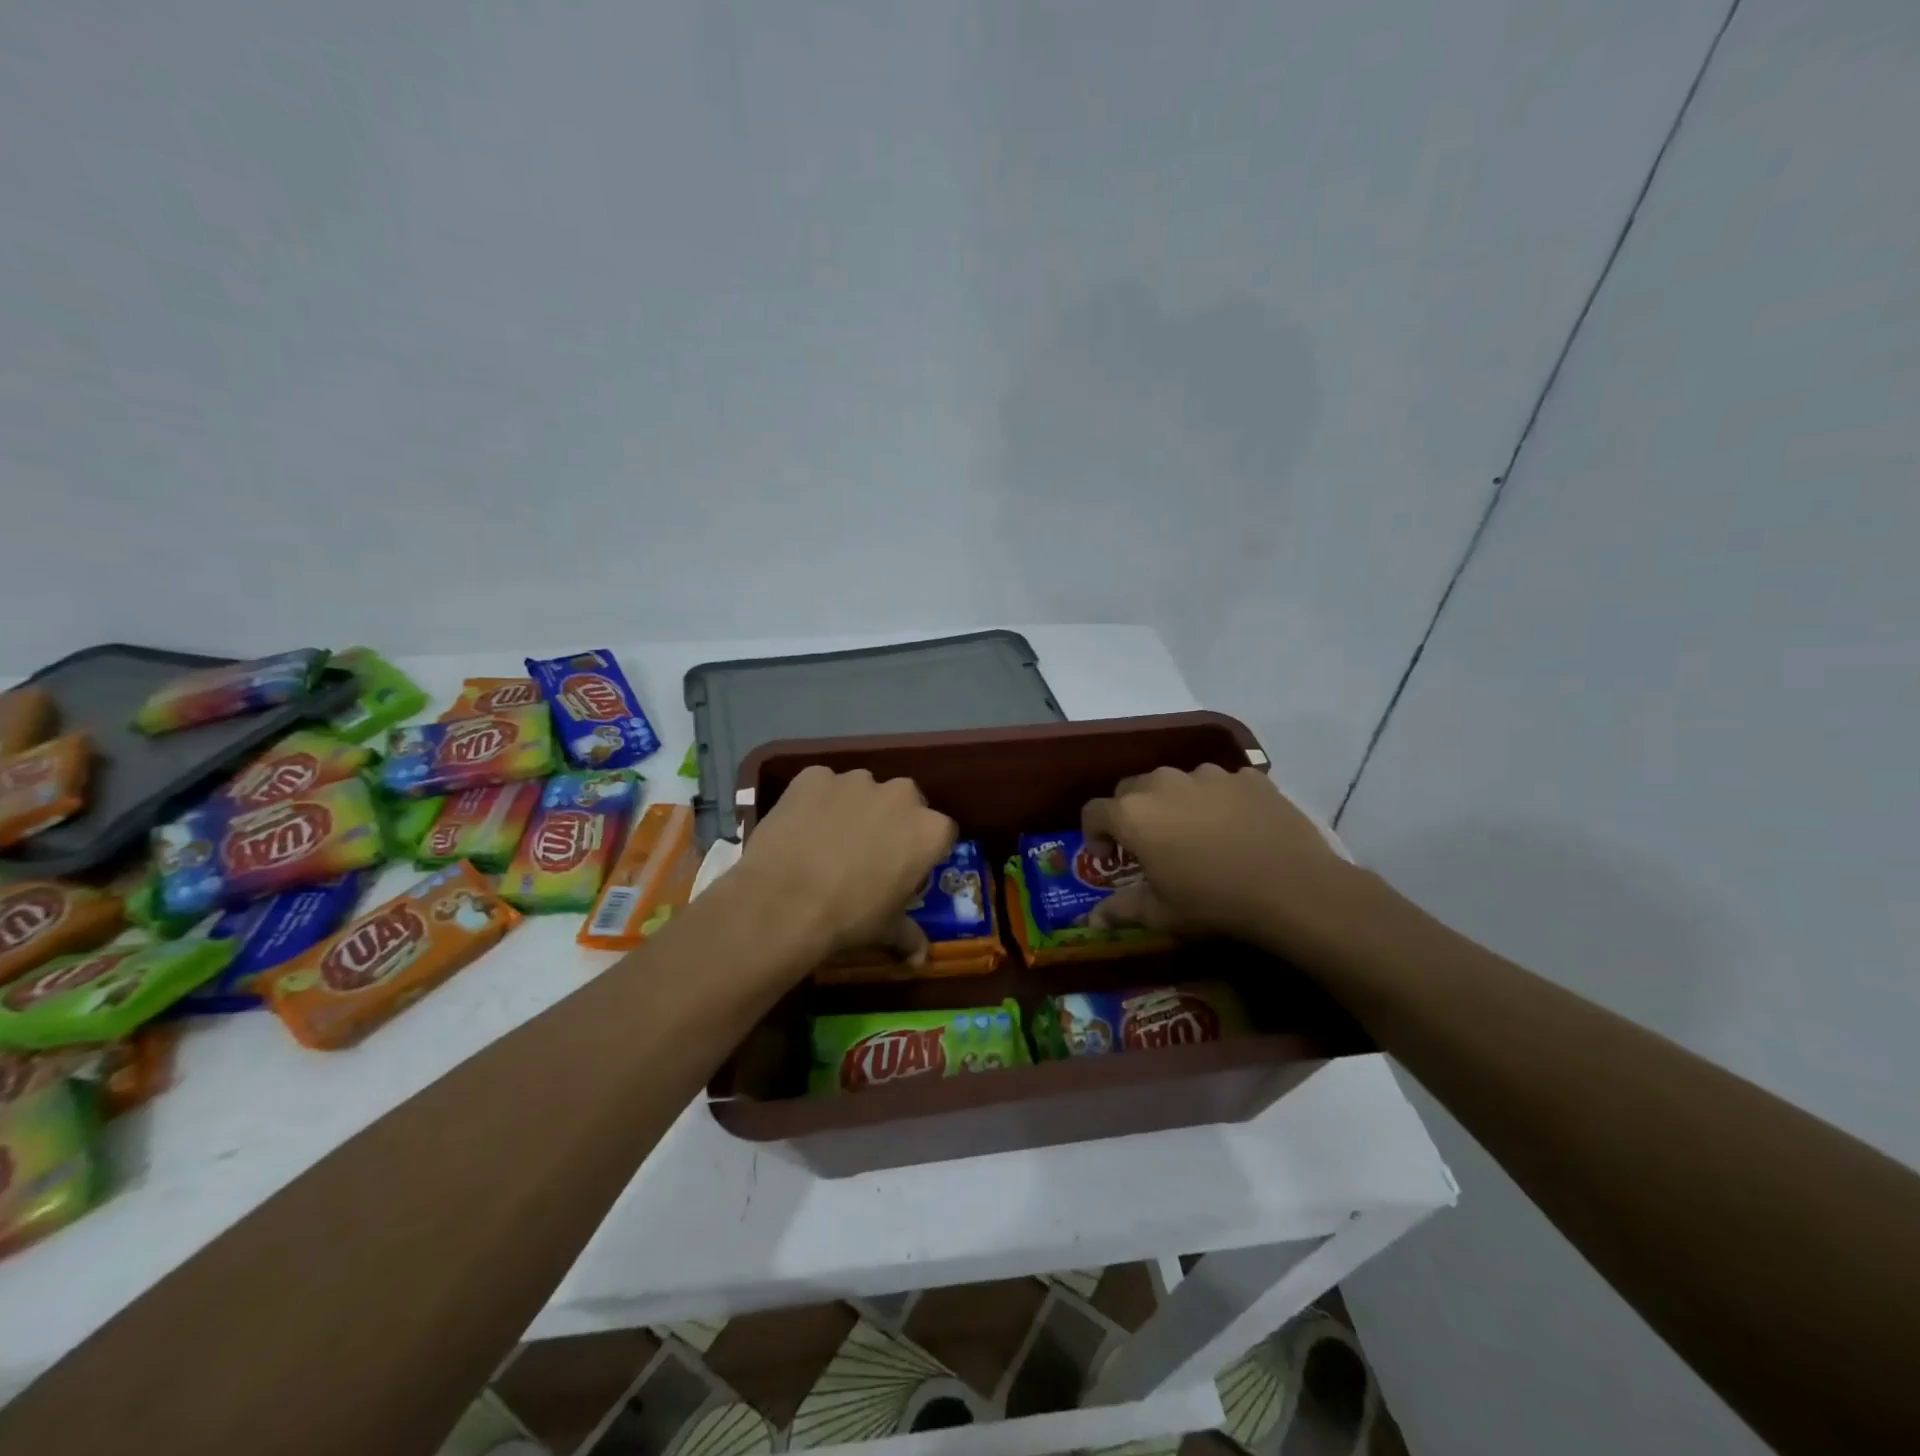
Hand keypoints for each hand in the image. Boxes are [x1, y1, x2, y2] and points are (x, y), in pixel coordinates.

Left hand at [738, 765, 956, 960]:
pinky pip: (821, 786)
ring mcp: (855, 780)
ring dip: (853, 808)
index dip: (923, 852)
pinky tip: (800, 829)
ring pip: (862, 791)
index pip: (941, 833)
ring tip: (827, 841)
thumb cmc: (849, 917)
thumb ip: (909, 936)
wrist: (784, 902)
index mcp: (929, 830)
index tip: (905, 870)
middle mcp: (900, 794)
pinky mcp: (814, 776)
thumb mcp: (886, 930)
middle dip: (891, 822)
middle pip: (904, 802)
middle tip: (867, 853)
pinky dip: (815, 802)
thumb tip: (921, 958)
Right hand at [1082, 764, 1358, 952]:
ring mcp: (1208, 775)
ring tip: (1195, 834)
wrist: (1293, 889)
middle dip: (1131, 814)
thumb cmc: (1214, 903)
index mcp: (1133, 814)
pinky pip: (1220, 784)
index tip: (1108, 858)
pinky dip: (1217, 801)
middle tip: (1149, 845)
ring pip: (1176, 782)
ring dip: (1174, 803)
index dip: (1093, 834)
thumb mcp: (1161, 913)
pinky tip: (1235, 828)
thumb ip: (1121, 909)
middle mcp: (1163, 782)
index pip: (1093, 811)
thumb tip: (1092, 920)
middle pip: (1132, 789)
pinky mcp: (1247, 776)